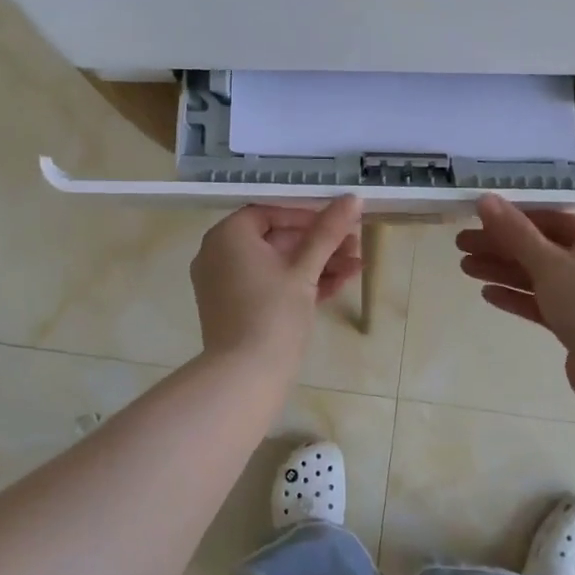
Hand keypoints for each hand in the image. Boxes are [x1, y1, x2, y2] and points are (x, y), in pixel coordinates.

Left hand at [191, 197, 364, 371]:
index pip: (270, 212)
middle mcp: (219, 254)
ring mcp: (225, 284)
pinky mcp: (235, 309)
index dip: (308, 216)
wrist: (245, 376)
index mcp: (228, 236)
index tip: (339, 223)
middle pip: (276, 239)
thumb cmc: (273, 313)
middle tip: (355, 246)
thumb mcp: (305, 270)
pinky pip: (269, 286)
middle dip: (319, 244)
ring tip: (356, 268)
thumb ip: (327, 232)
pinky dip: (299, 285)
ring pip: (277, 265)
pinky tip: (338, 286)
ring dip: (317, 265)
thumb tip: (353, 198)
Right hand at [456, 194, 574, 403]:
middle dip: (499, 248)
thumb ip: (514, 232)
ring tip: (465, 268)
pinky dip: (518, 296)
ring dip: (503, 271)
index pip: (547, 219)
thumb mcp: (548, 262)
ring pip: (538, 275)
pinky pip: (543, 301)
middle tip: (460, 246)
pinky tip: (487, 294)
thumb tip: (484, 199)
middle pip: (540, 248)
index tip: (474, 222)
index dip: (508, 220)